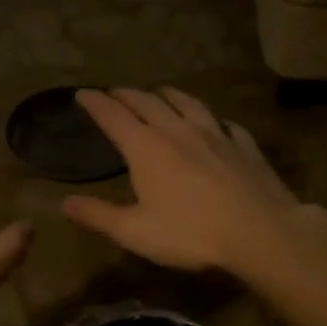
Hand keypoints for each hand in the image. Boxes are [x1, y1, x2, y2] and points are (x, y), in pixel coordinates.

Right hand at [62, 88, 310, 276]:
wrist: (261, 233)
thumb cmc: (191, 233)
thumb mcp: (134, 232)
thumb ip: (98, 215)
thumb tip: (64, 203)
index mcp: (146, 147)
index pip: (113, 116)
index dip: (95, 103)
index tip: (82, 93)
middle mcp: (177, 131)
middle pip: (148, 102)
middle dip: (126, 94)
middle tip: (114, 92)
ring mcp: (216, 134)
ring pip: (187, 103)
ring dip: (168, 95)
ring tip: (160, 92)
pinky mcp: (244, 146)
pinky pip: (225, 123)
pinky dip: (212, 118)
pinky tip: (216, 123)